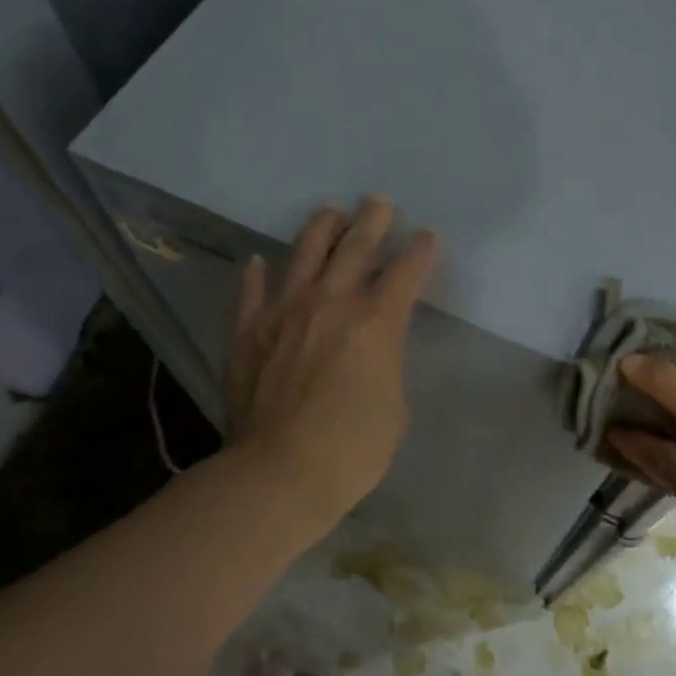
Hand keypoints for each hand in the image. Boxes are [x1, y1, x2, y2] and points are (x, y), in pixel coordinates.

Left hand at [226, 198, 438, 524]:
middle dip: (372, 221)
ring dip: (321, 228)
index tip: (427, 237)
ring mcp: (284, 312)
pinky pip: (252, 291)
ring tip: (330, 211)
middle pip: (355, 248)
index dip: (421, 251)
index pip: (406, 272)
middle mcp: (330, 304)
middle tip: (378, 201)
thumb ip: (386, 363)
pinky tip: (260, 261)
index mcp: (375, 322)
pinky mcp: (248, 332)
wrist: (279, 474)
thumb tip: (371, 351)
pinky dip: (258, 274)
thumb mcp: (394, 406)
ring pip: (304, 254)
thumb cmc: (352, 449)